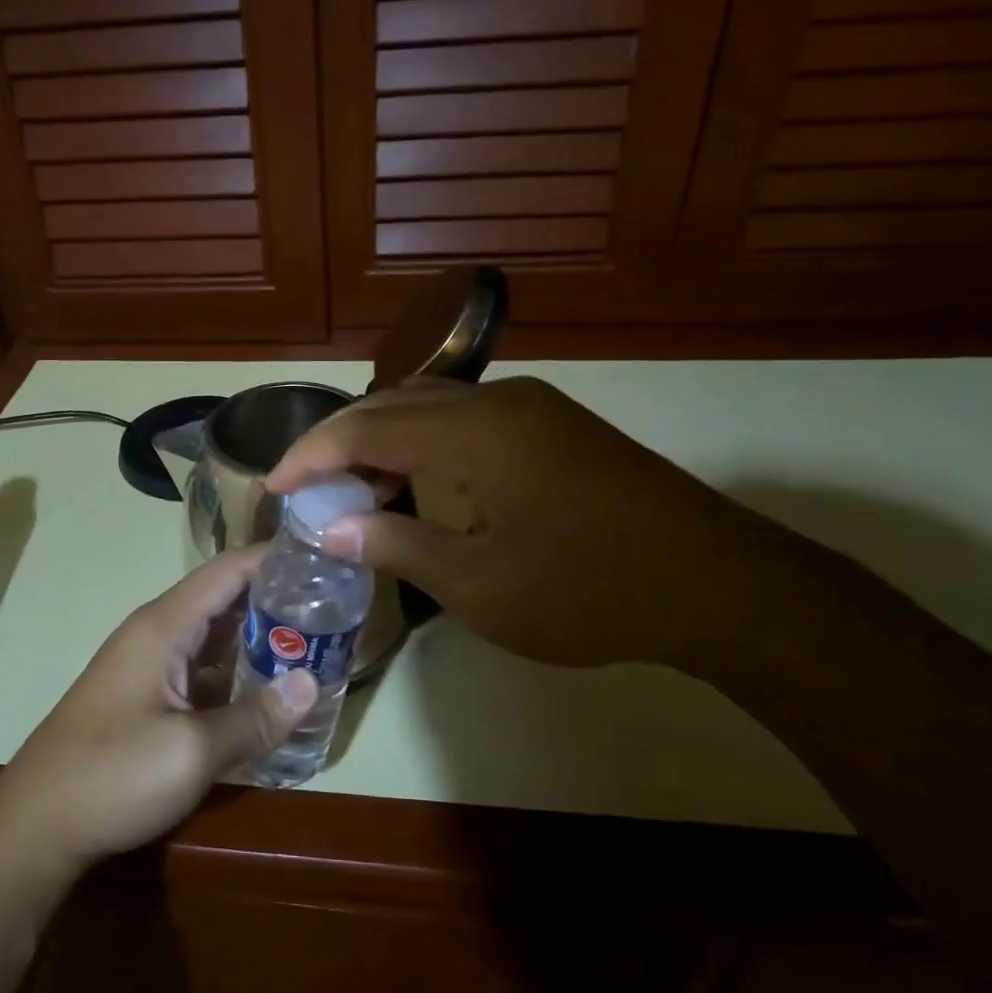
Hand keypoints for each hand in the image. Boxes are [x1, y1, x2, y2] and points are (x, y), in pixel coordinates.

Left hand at [0, 548, 317, 874]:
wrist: (34, 827)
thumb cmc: (111, 775)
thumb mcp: (192, 751)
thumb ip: (255, 717)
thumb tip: (311, 684)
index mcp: (164, 626)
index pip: (227, 570)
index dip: (273, 557)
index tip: (323, 556)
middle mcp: (156, 633)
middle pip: (223, 599)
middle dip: (275, 598)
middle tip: (332, 605)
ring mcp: (149, 665)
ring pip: (214, 636)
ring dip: (258, 637)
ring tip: (314, 641)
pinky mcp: (146, 696)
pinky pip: (201, 668)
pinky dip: (236, 670)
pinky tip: (269, 689)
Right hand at [266, 377, 771, 671]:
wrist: (719, 584)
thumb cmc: (590, 592)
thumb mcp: (479, 585)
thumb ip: (396, 545)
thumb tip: (330, 528)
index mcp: (474, 432)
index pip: (365, 427)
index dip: (310, 455)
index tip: (272, 486)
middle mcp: (497, 400)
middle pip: (392, 404)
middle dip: (339, 443)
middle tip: (306, 488)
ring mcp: (530, 407)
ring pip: (429, 407)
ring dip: (382, 441)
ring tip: (353, 492)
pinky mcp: (552, 425)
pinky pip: (465, 419)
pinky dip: (423, 444)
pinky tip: (415, 483)